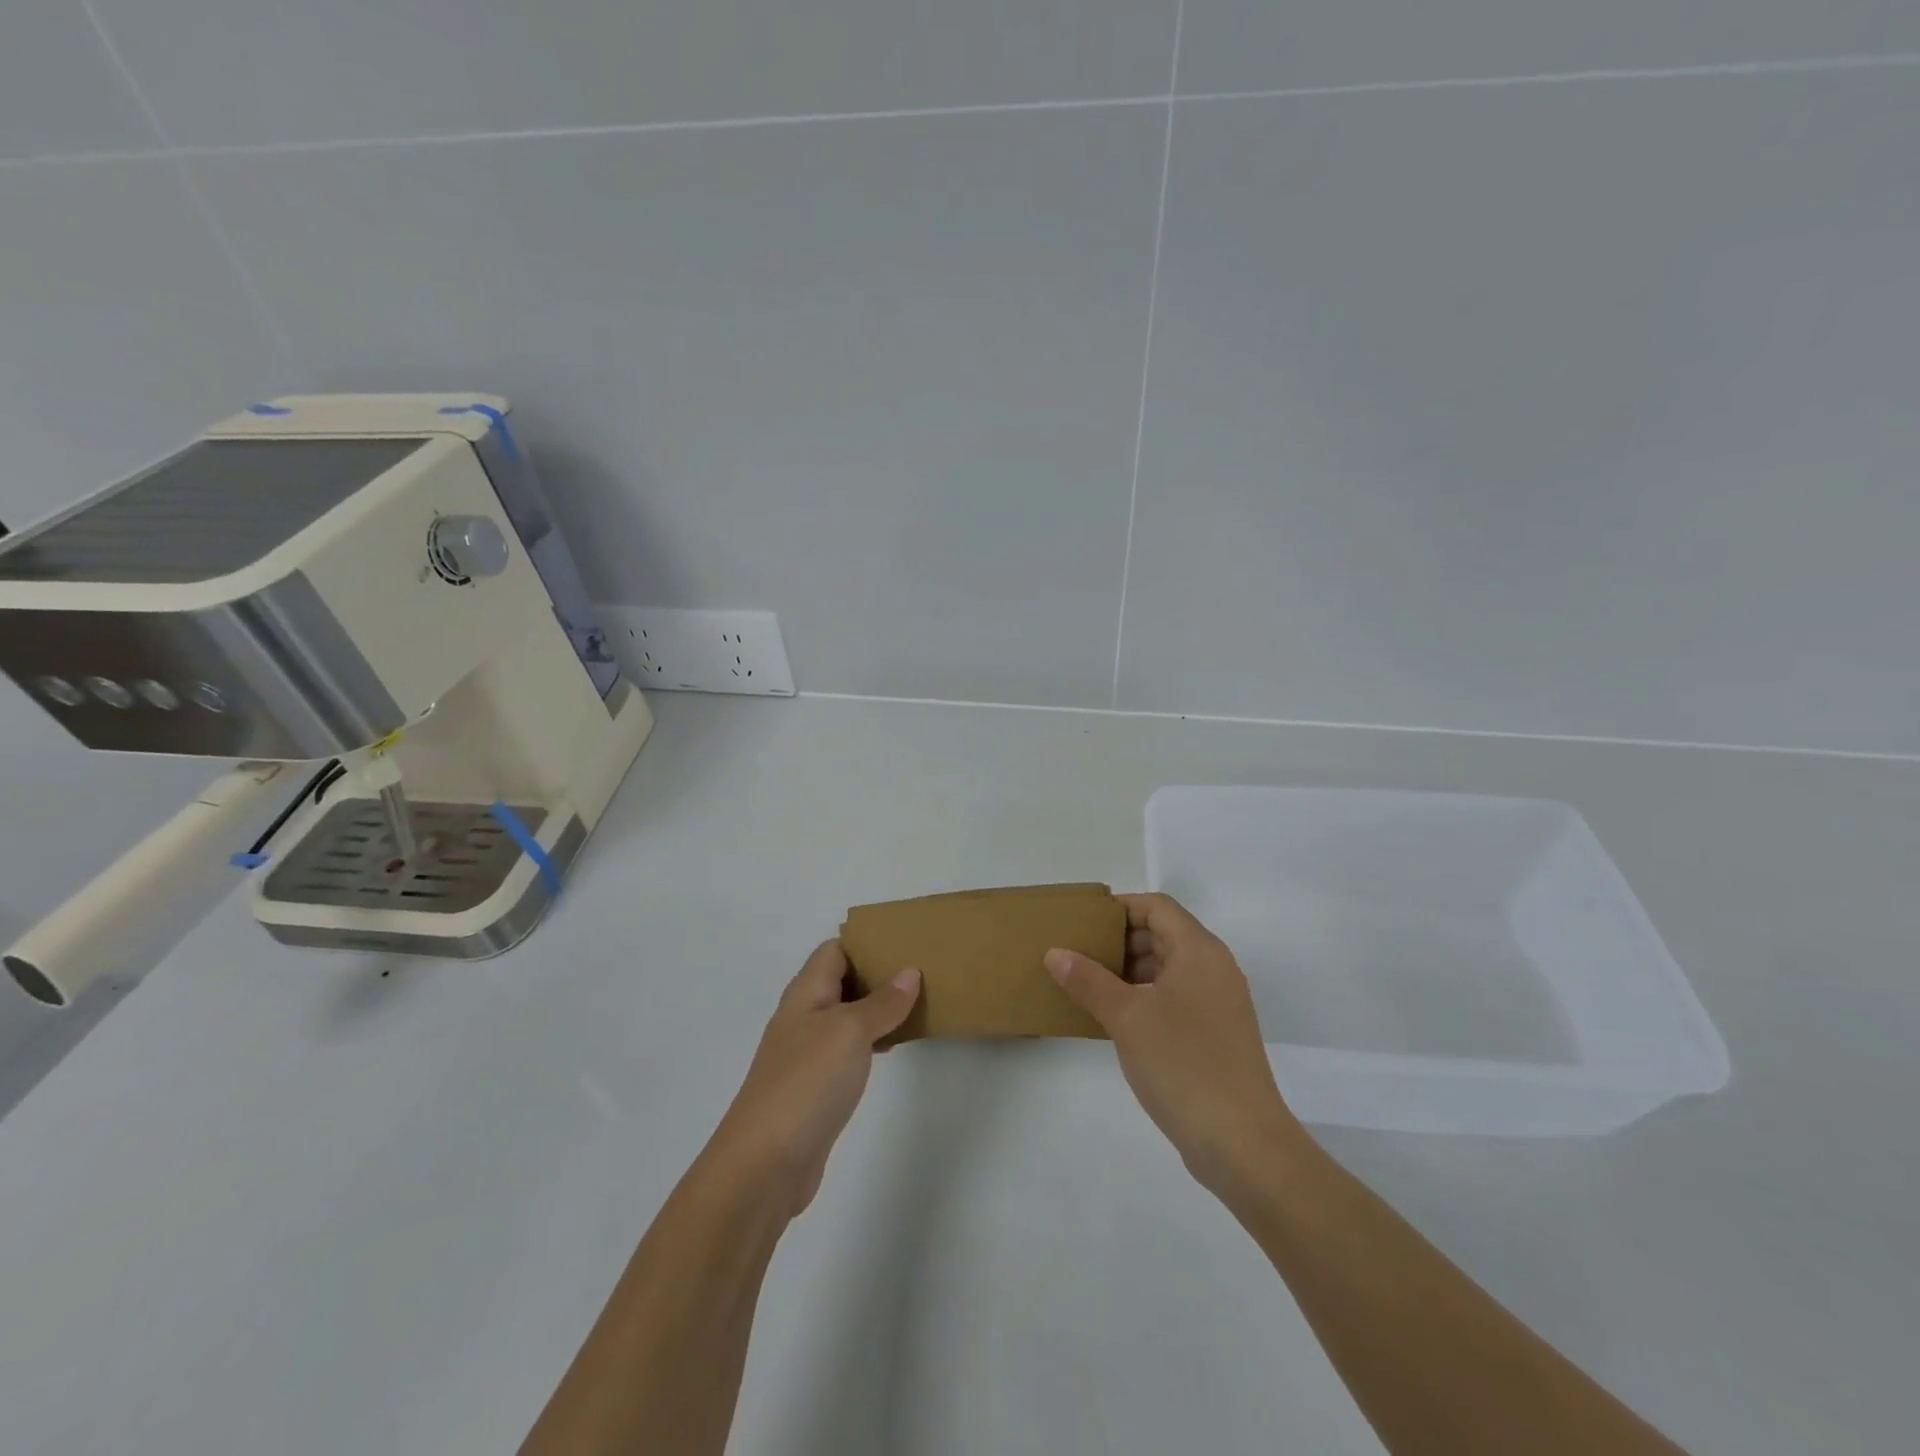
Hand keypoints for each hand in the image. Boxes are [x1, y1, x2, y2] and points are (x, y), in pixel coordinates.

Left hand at [707, 941, 920, 1217]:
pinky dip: (870, 1040)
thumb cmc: (807, 1081)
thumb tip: (909, 972)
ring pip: (846, 1015)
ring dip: (877, 1008)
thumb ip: (882, 1002)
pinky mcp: (815, 1085)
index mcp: (805, 992)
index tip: (905, 942)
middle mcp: (803, 1016)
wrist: (765, 1163)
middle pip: (841, 980)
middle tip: (921, 972)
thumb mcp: (851, 1031)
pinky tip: (892, 1048)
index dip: (866, 941)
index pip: (835, 949)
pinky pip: (847, 1048)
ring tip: (917, 1004)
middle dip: (877, 973)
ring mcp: (807, 1052)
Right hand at [1046, 893, 1305, 1192]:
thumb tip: (1055, 953)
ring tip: (1088, 985)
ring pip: (1169, 968)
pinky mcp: (1216, 1034)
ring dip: (1130, 970)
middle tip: (1078, 954)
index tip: (1083, 923)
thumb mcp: (1126, 1017)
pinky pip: (1176, 997)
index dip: (1120, 907)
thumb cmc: (1183, 1064)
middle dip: (1120, 940)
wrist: (1242, 1143)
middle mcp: (1214, 968)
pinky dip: (1145, 996)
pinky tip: (1115, 1018)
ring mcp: (1218, 1003)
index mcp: (1199, 951)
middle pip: (1163, 934)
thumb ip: (1088, 980)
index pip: (1157, 907)